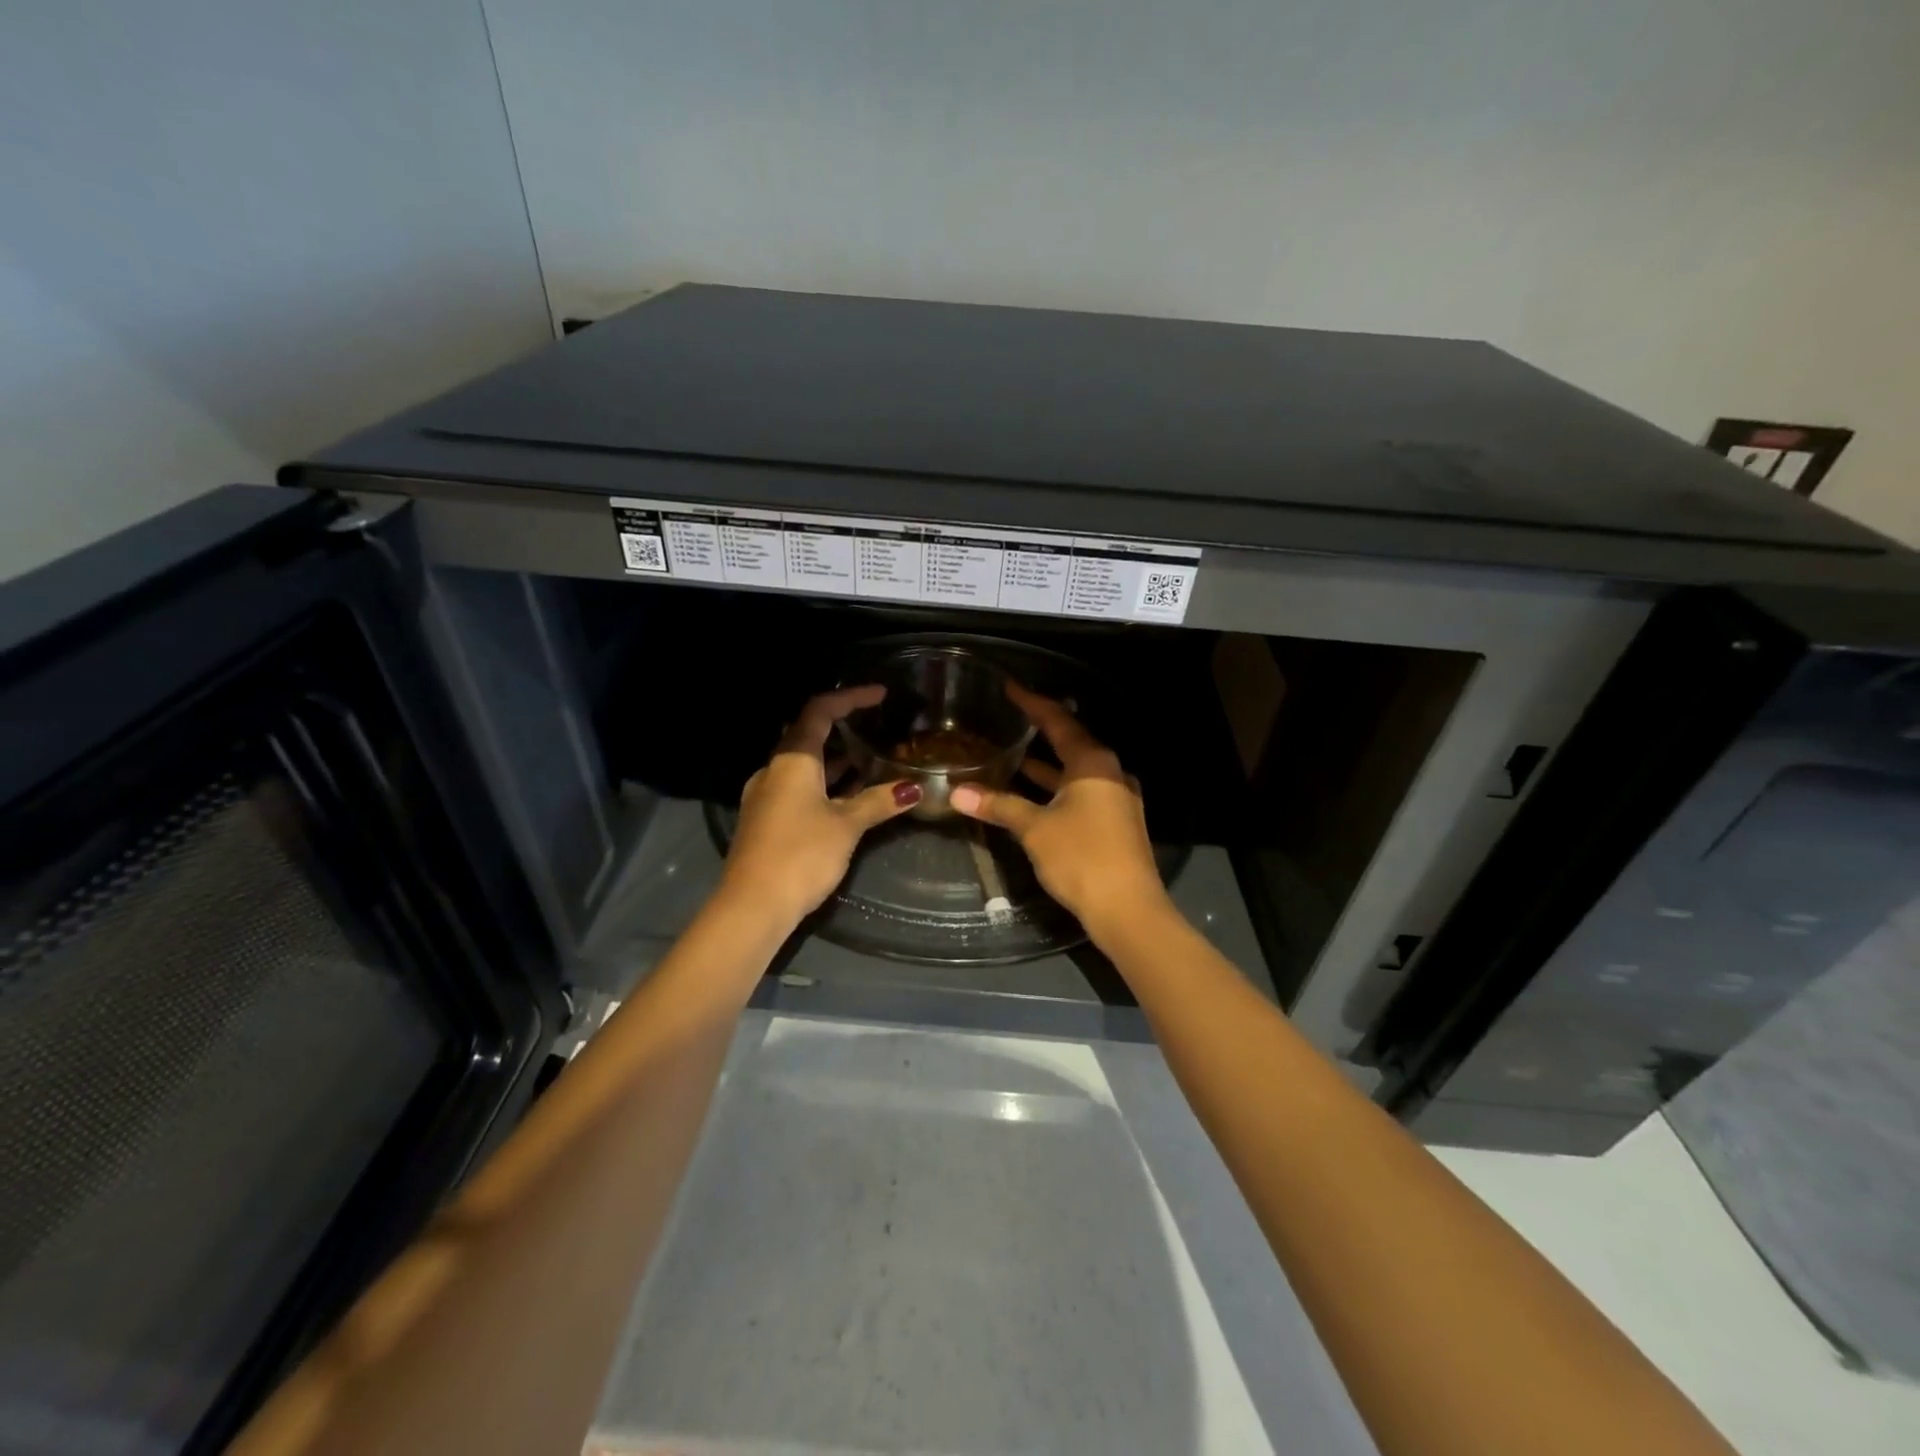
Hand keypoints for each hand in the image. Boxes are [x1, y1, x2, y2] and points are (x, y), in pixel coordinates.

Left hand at [720, 685, 921, 925]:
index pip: (819, 712)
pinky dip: (824, 784)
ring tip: (870, 760)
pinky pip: (798, 787)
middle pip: (808, 735)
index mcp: (792, 760)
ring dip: (835, 760)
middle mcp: (774, 770)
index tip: (880, 694)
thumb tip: (913, 788)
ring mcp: (766, 795)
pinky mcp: (766, 819)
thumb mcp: (846, 825)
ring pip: (804, 765)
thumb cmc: (800, 854)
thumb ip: (878, 802)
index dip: (850, 698)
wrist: (752, 905)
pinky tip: (848, 797)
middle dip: (842, 727)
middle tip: (875, 725)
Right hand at [949, 683, 1167, 932]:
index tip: (1010, 687)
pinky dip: (1056, 787)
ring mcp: (1116, 798)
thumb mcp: (1035, 828)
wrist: (1128, 909)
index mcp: (1093, 763)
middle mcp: (1109, 772)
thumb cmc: (1081, 857)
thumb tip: (957, 792)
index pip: (1058, 721)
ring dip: (1046, 764)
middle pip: (1071, 742)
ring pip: (1075, 770)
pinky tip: (1033, 794)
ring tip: (1014, 753)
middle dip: (1041, 730)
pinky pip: (1081, 791)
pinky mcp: (1115, 822)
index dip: (1032, 703)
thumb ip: (998, 805)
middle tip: (1011, 716)